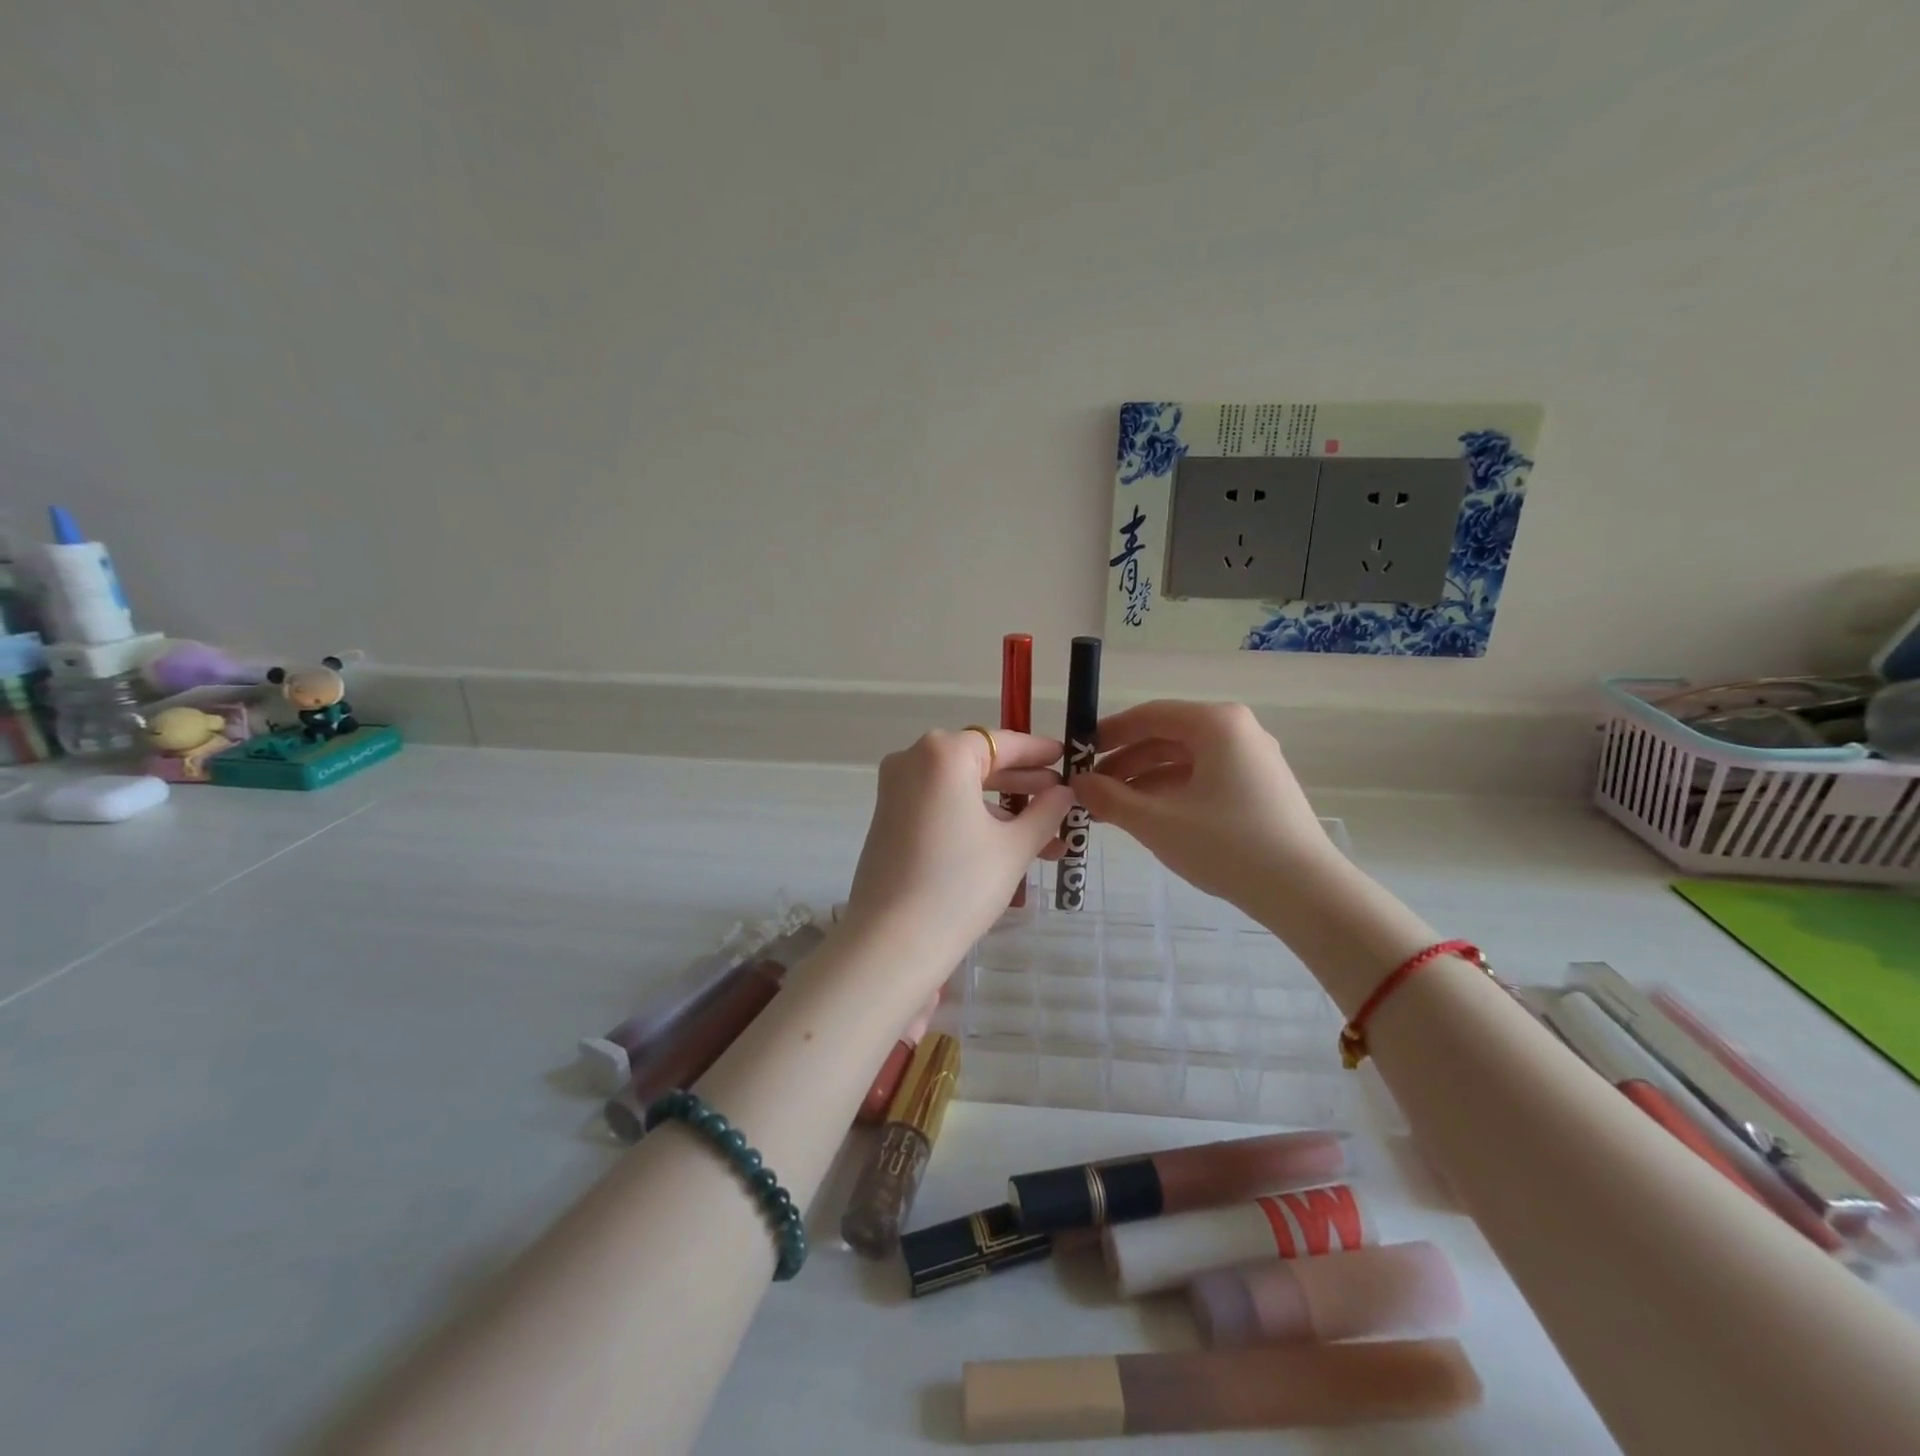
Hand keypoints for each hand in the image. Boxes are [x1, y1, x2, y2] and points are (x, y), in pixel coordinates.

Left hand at [842, 729, 1073, 969]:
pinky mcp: (888, 819)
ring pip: (961, 788)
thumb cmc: (960, 885)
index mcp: (943, 753)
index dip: (1038, 751)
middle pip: (979, 763)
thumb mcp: (1014, 847)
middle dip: (1023, 785)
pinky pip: (941, 806)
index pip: (1002, 742)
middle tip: (1061, 800)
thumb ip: (1045, 811)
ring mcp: (895, 790)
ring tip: (1046, 838)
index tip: (1066, 757)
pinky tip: (1008, 846)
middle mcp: (913, 760)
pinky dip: (973, 819)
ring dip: (1002, 809)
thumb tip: (1064, 792)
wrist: (892, 943)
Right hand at [1073, 701, 1333, 910]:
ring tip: (1110, 809)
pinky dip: (1171, 793)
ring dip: (1144, 781)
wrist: (1304, 892)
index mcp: (1216, 724)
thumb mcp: (1157, 821)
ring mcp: (1252, 760)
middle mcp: (1237, 731)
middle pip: (1166, 737)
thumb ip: (1110, 798)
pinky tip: (1147, 818)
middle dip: (1124, 762)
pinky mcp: (1259, 788)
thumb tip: (1076, 783)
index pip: (1149, 715)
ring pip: (1184, 760)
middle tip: (1089, 788)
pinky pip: (1203, 778)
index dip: (1108, 733)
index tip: (1078, 753)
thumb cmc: (1226, 845)